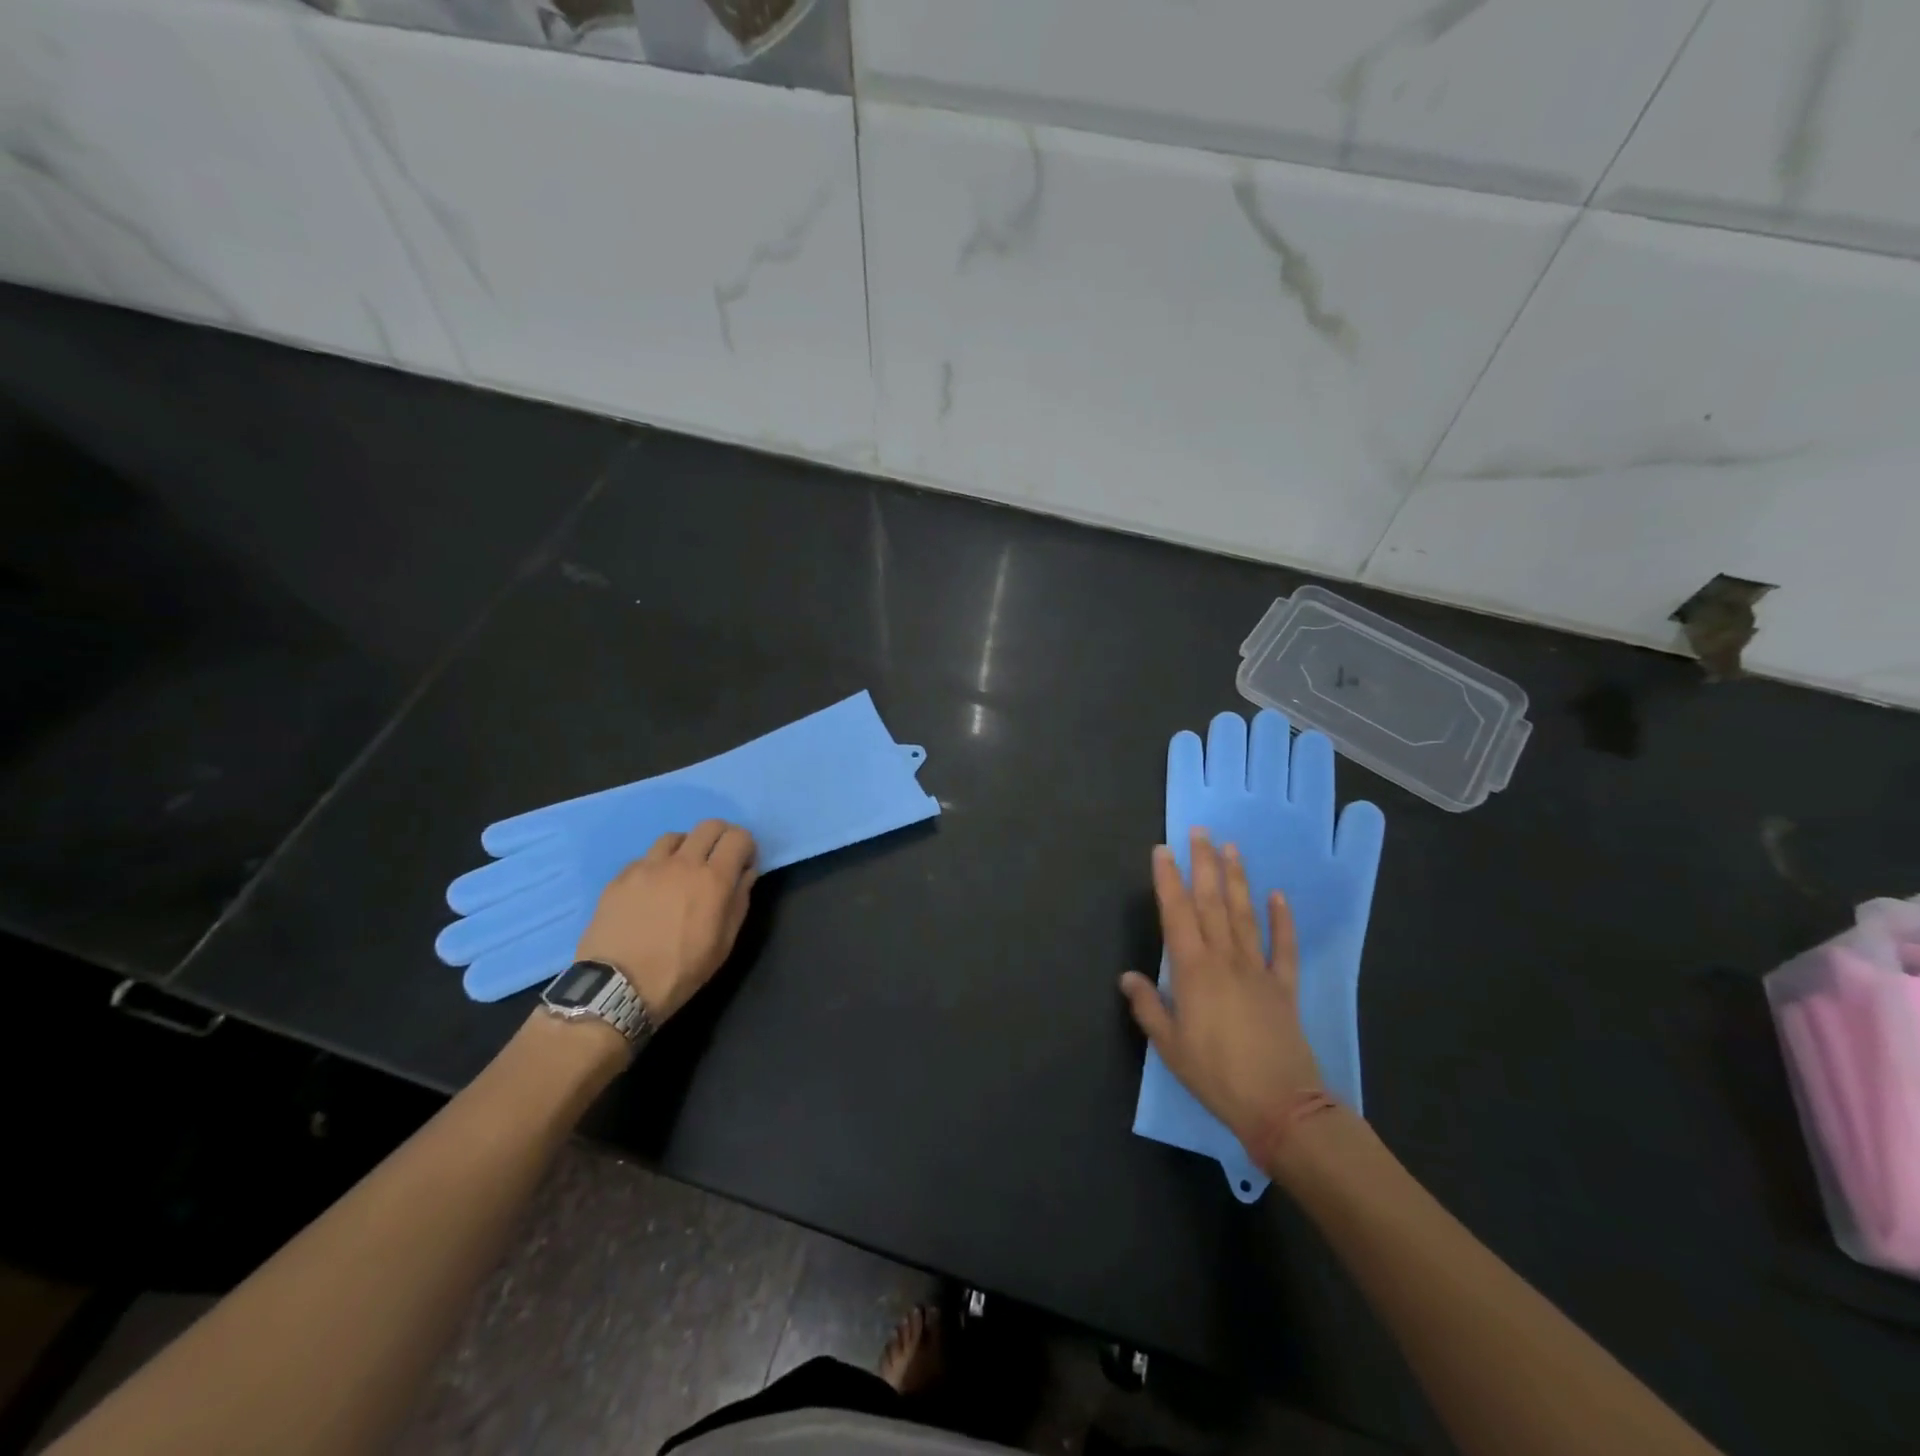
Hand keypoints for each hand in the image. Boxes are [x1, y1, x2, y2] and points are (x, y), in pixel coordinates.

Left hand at [575, 819, 756, 1022]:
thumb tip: (746, 873)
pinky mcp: (621, 877)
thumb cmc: (681, 971)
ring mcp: (648, 867)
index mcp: (713, 880)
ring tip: (682, 871)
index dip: (746, 845)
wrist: (617, 988)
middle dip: (721, 837)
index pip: (738, 837)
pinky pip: (646, 858)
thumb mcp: (724, 943)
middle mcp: (682, 863)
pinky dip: (657, 866)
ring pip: (675, 837)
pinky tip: (652, 889)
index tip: (743, 863)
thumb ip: (739, 901)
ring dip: (687, 848)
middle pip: (709, 826)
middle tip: (718, 859)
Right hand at [1120, 829, 1323, 1153]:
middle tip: (1201, 831)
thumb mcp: (1170, 1046)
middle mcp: (1225, 959)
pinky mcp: (1284, 987)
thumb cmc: (1216, 1075)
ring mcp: (1258, 969)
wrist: (1280, 1105)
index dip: (1168, 880)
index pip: (1176, 914)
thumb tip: (1128, 976)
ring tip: (1232, 848)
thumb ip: (1148, 1006)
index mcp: (1193, 970)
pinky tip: (1278, 896)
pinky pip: (1283, 947)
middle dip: (1203, 864)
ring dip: (1237, 879)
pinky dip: (1282, 920)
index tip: (1162, 850)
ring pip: (1245, 915)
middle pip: (1212, 903)